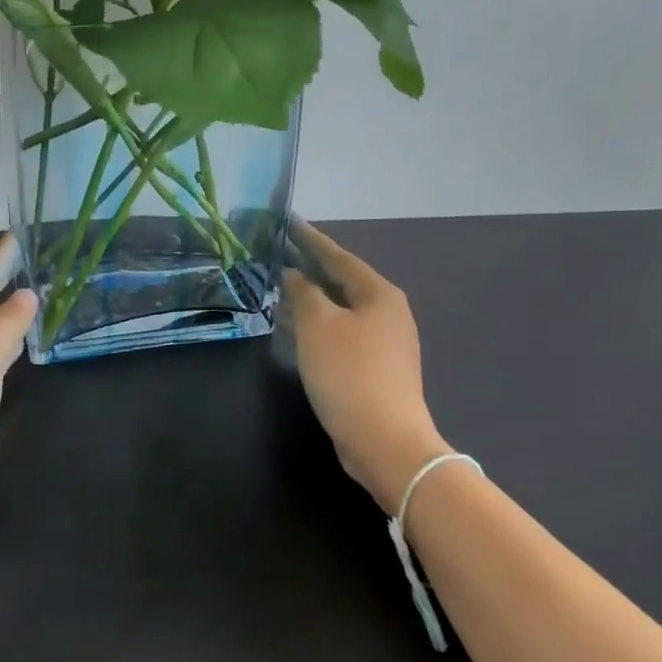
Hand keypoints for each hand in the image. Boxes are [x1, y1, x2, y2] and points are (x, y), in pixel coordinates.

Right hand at [282, 221, 448, 514]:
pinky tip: (291, 326)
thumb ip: (303, 292)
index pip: (338, 256)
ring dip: (308, 298)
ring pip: (338, 309)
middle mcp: (386, 312)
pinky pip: (338, 333)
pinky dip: (315, 324)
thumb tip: (294, 274)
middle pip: (340, 281)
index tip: (287, 220)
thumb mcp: (318, 325)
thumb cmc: (349, 372)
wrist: (384, 440)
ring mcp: (382, 342)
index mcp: (378, 294)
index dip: (310, 239)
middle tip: (275, 252)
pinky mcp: (373, 368)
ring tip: (275, 285)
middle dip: (308, 268)